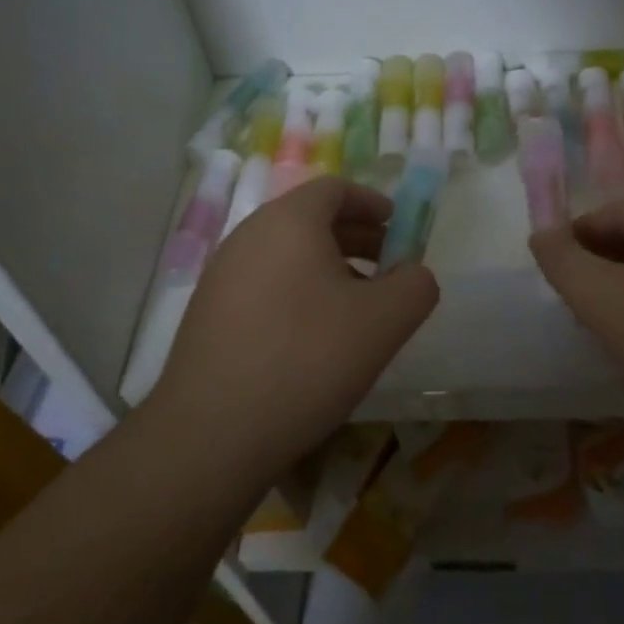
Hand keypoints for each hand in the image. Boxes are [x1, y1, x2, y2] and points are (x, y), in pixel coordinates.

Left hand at [147, 177, 439, 481]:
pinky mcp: (208, 314)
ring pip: (286, 254)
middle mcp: (249, 236)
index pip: (334, 188)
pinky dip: (298, 291)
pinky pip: (264, 283)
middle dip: (355, 236)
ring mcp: (222, 275)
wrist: (211, 435)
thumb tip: (414, 275)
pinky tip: (315, 338)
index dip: (372, 202)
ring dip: (328, 267)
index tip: (397, 226)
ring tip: (357, 307)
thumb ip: (415, 286)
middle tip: (388, 266)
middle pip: (309, 219)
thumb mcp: (384, 322)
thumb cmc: (307, 360)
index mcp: (288, 221)